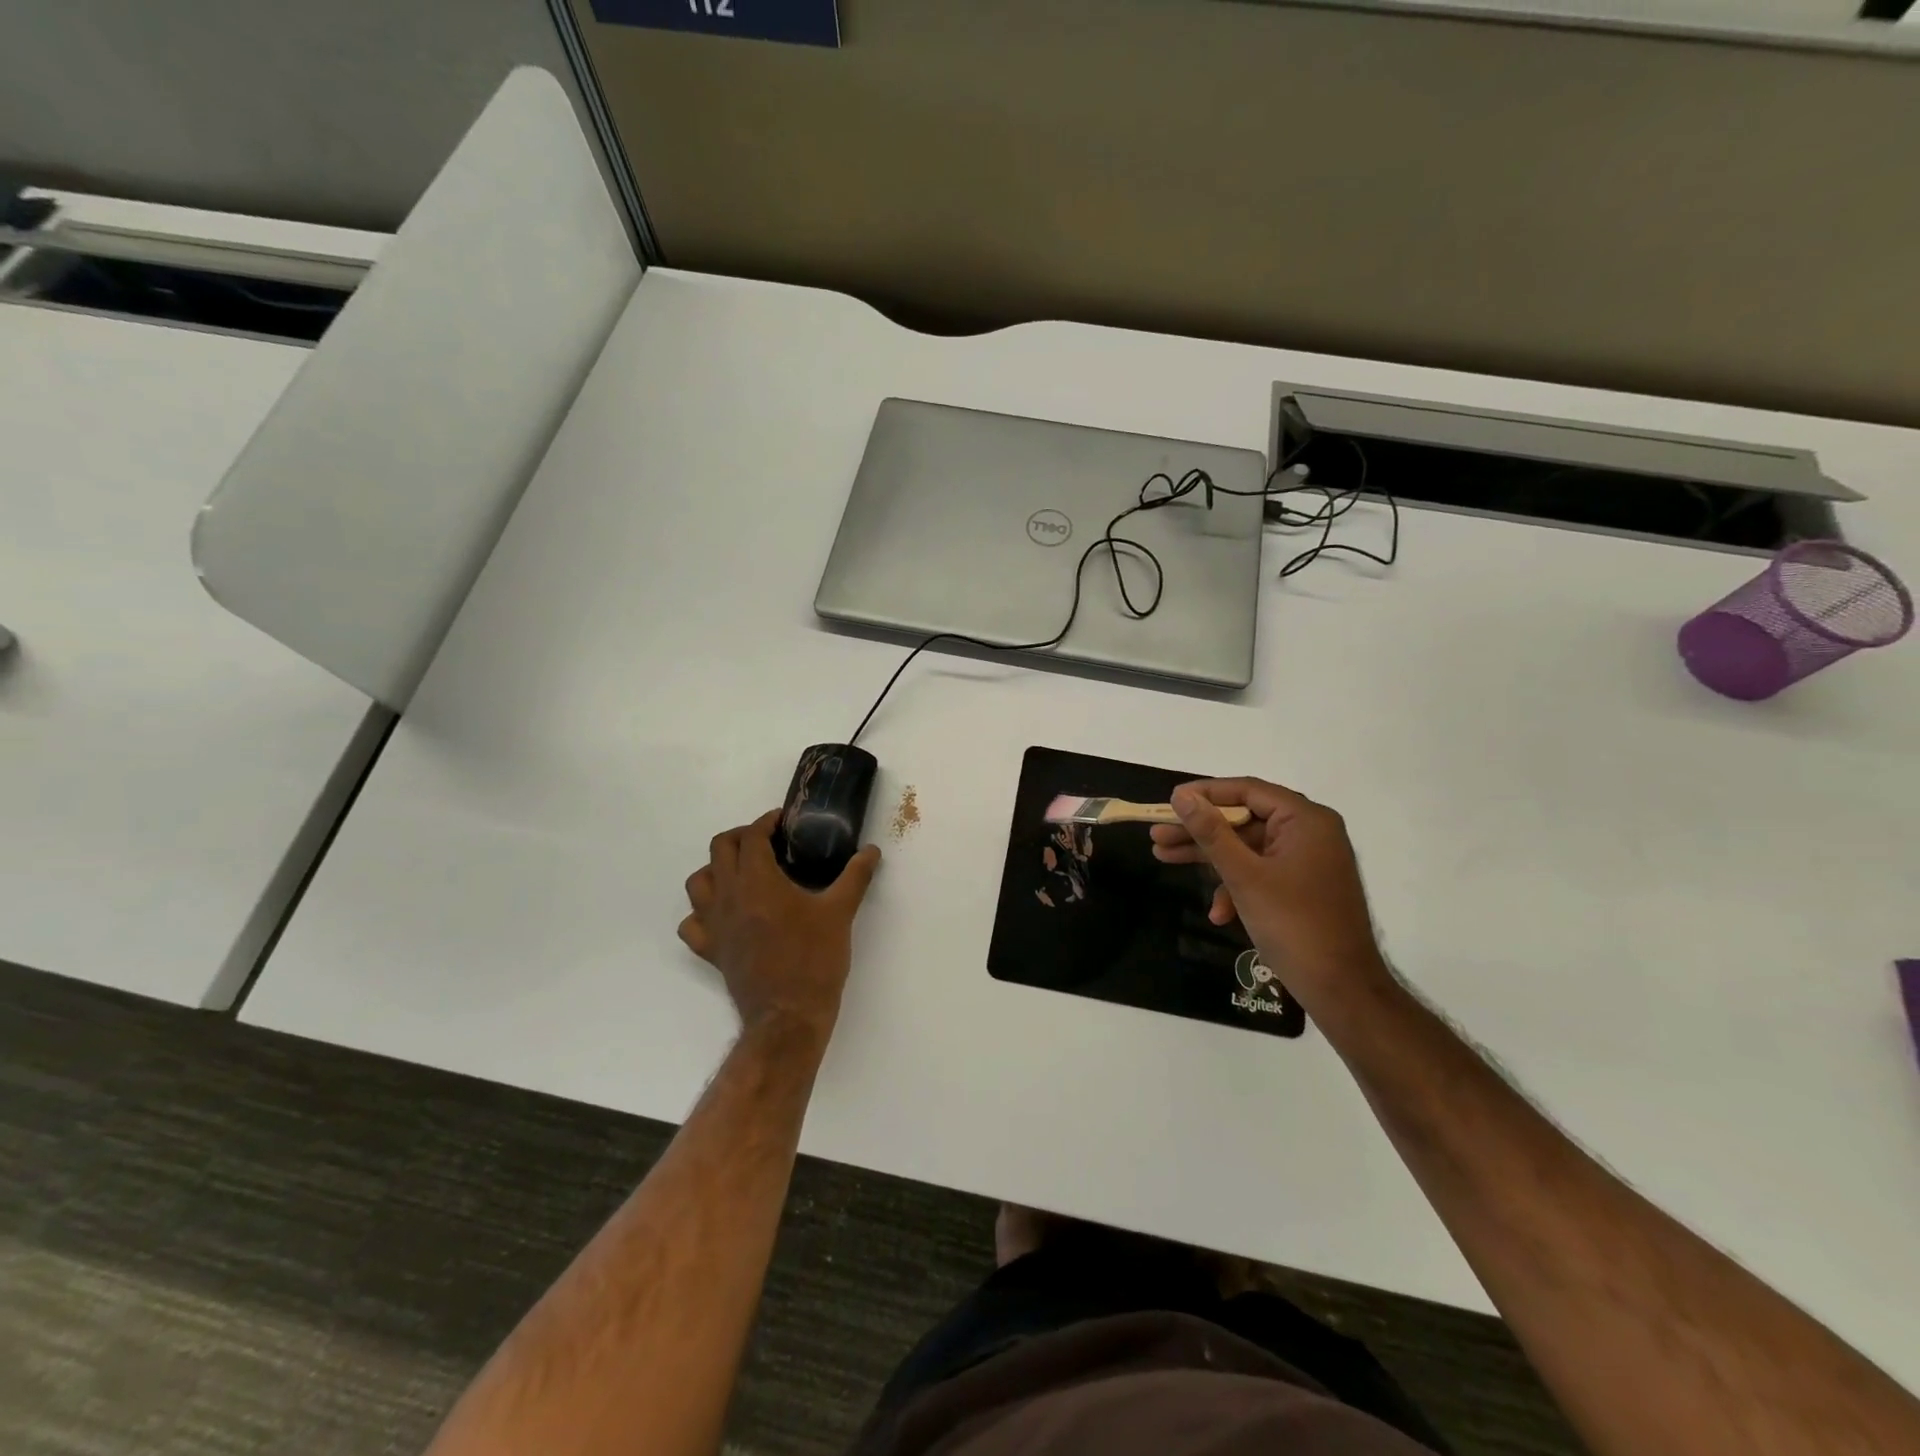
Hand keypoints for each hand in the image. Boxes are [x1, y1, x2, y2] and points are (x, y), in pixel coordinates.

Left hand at [679, 810, 881, 1036]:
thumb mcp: (840, 912)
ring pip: (698, 882)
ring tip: (741, 872)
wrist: (788, 1015)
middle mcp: (728, 896)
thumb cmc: (814, 959)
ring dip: (716, 869)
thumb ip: (855, 877)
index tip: (782, 821)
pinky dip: (702, 912)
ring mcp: (714, 924)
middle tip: (767, 842)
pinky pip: (691, 923)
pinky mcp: (710, 950)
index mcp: (758, 880)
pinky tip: (723, 914)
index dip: (765, 822)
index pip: (751, 836)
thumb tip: (871, 851)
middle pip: (720, 849)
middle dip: (741, 837)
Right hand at [1151, 779, 1388, 1005]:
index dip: (1205, 794)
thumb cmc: (1293, 924)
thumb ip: (1211, 832)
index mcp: (1305, 820)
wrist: (1341, 989)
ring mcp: (1307, 861)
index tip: (1169, 802)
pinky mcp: (1302, 886)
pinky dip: (1236, 886)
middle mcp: (1310, 833)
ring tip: (1164, 858)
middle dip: (1199, 831)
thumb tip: (1181, 796)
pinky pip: (1261, 872)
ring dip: (1209, 858)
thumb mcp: (1244, 875)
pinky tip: (1218, 913)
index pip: (1247, 790)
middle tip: (1158, 835)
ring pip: (1247, 847)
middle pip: (1244, 820)